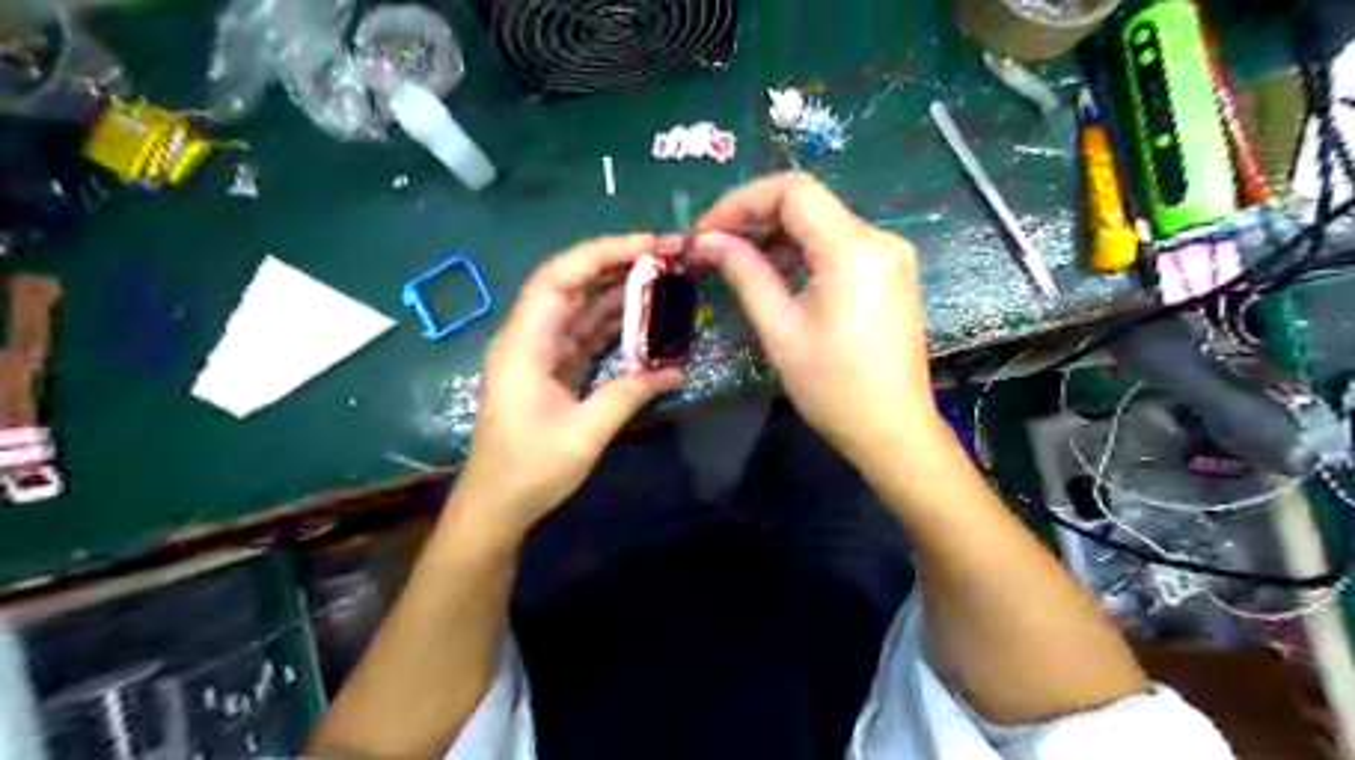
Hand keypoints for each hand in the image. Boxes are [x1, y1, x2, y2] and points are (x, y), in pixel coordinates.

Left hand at [456, 233, 689, 544]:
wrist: (496, 506)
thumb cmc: (529, 471)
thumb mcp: (584, 434)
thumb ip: (629, 394)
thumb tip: (677, 370)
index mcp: (525, 344)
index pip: (560, 278)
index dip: (603, 253)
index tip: (650, 246)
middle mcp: (530, 338)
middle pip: (573, 284)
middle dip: (619, 265)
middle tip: (669, 258)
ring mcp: (541, 353)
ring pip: (583, 308)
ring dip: (621, 293)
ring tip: (666, 282)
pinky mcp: (554, 370)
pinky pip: (587, 335)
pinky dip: (616, 326)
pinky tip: (647, 321)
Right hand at [691, 175, 945, 466]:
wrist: (892, 430)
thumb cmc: (832, 386)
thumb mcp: (780, 328)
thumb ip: (745, 273)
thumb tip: (708, 241)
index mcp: (853, 248)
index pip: (792, 192)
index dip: (741, 202)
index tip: (706, 231)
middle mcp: (879, 239)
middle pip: (808, 204)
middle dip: (755, 218)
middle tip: (714, 248)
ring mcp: (889, 257)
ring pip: (823, 224)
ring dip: (777, 237)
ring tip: (738, 264)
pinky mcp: (890, 276)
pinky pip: (839, 247)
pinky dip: (803, 253)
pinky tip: (777, 276)